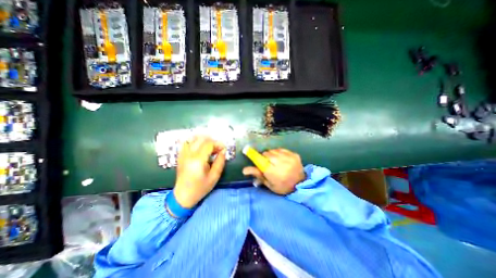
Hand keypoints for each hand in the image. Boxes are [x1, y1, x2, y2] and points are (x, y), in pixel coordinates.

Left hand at [173, 136, 226, 208]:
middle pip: (201, 139)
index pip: (209, 144)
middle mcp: (189, 154)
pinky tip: (200, 147)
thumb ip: (220, 162)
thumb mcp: (214, 176)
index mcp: (198, 160)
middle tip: (217, 148)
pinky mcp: (180, 156)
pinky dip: (195, 142)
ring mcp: (183, 154)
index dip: (218, 144)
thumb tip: (223, 151)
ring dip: (204, 140)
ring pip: (194, 138)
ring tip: (210, 147)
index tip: (223, 149)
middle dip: (212, 141)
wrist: (183, 196)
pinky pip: (187, 143)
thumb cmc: (200, 188)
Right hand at [242, 148, 303, 195]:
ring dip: (271, 154)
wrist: (301, 184)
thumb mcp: (269, 183)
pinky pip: (281, 149)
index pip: (260, 161)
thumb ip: (257, 174)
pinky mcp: (294, 154)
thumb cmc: (282, 186)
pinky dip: (279, 153)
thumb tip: (244, 170)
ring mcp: (289, 158)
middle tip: (266, 163)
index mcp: (273, 173)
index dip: (252, 154)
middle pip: (266, 154)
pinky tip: (281, 159)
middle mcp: (281, 163)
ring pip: (273, 151)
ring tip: (274, 161)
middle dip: (264, 157)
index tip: (246, 150)